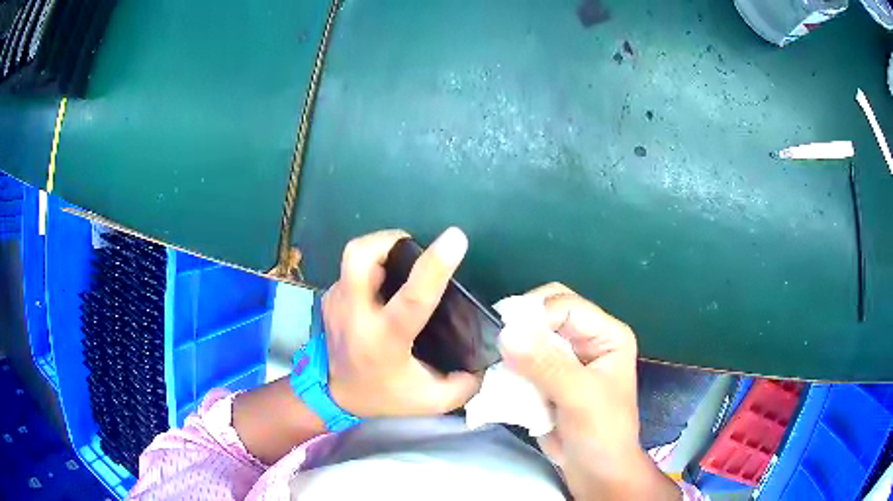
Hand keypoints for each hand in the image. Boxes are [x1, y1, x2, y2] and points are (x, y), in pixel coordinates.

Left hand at [323, 228, 480, 417]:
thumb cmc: (385, 396)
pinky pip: (351, 270)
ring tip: (400, 262)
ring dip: (380, 250)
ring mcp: (337, 303)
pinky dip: (370, 267)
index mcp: (386, 341)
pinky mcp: (330, 298)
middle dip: (389, 239)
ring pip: (353, 257)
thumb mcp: (432, 400)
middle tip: (413, 247)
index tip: (456, 238)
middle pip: (360, 258)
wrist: (333, 394)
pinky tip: (382, 286)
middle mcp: (356, 316)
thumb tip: (487, 358)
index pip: (412, 299)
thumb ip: (464, 384)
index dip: (435, 266)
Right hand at [499, 283, 679, 500]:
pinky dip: (508, 367)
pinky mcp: (546, 379)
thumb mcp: (580, 398)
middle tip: (496, 343)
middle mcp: (586, 340)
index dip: (536, 315)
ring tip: (496, 365)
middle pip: (546, 314)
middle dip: (521, 326)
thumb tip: (506, 333)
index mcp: (606, 335)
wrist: (595, 472)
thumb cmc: (602, 433)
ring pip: (530, 337)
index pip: (566, 306)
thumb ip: (546, 366)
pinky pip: (520, 361)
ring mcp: (565, 360)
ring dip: (511, 348)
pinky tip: (499, 379)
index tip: (505, 335)